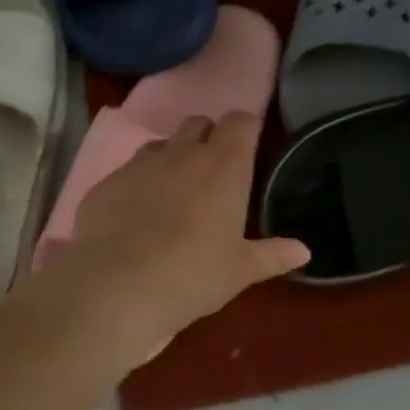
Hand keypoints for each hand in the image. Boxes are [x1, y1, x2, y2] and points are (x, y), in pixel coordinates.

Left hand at [48, 113, 308, 359]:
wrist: (115, 287)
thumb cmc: (192, 275)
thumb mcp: (239, 271)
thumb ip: (272, 255)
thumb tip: (304, 251)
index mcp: (224, 165)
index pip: (240, 121)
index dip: (245, 130)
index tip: (248, 149)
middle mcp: (182, 153)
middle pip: (198, 123)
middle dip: (207, 138)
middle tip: (212, 174)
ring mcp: (139, 164)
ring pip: (160, 145)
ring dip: (171, 159)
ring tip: (173, 195)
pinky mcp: (105, 182)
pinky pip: (127, 172)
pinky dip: (137, 185)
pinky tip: (134, 217)